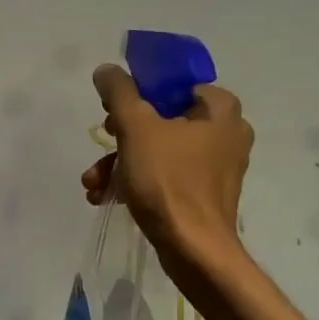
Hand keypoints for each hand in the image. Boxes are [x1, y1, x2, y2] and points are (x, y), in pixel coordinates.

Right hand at [82, 63, 252, 275]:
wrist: (193, 250)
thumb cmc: (168, 181)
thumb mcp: (136, 128)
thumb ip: (119, 93)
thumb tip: (107, 70)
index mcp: (220, 109)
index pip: (175, 84)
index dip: (139, 92)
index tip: (113, 110)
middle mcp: (226, 133)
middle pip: (162, 119)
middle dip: (121, 136)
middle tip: (102, 142)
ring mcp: (217, 166)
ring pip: (159, 151)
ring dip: (120, 163)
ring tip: (92, 183)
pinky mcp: (204, 195)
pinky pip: (165, 176)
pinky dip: (136, 182)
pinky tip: (105, 196)